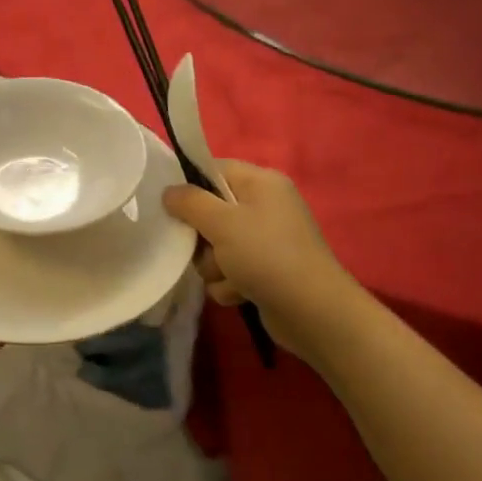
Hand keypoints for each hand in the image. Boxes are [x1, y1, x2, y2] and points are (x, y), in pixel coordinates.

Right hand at [162, 160, 360, 359]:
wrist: (312, 311)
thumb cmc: (267, 255)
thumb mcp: (222, 222)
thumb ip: (190, 202)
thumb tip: (169, 191)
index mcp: (261, 183)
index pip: (214, 170)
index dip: (191, 187)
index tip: (172, 207)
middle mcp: (265, 207)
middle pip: (211, 212)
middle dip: (203, 238)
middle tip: (206, 248)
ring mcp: (266, 241)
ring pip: (216, 247)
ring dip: (214, 266)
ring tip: (229, 276)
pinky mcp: (265, 271)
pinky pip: (230, 272)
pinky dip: (230, 284)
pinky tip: (240, 293)